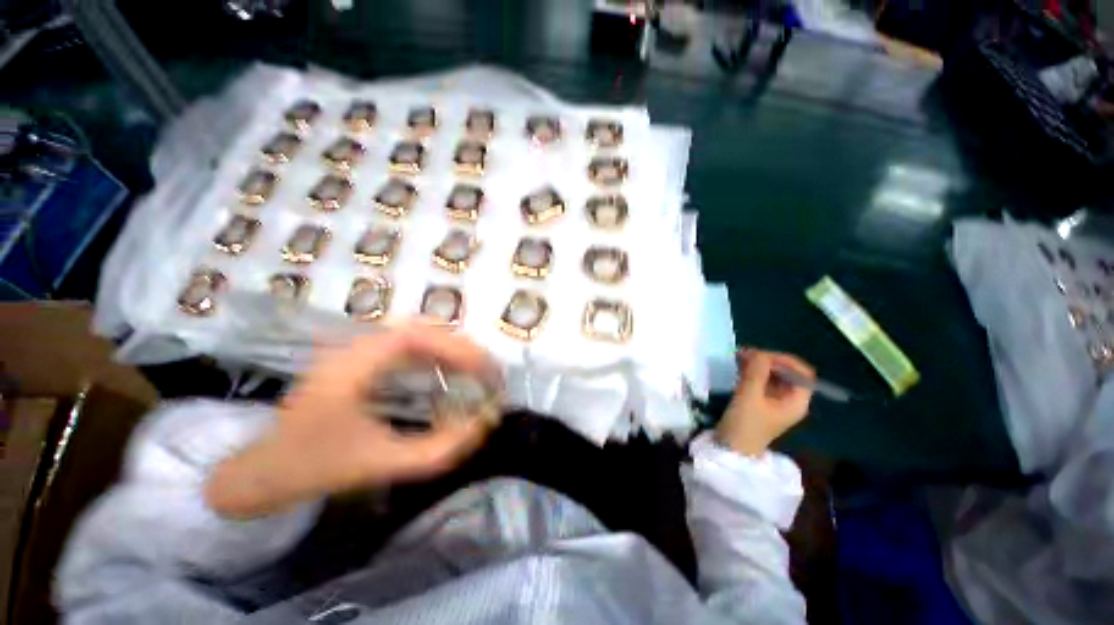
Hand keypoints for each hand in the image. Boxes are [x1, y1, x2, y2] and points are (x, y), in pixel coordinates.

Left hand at [206, 326, 497, 518]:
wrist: (264, 469)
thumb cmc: (317, 466)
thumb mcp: (382, 464)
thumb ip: (437, 450)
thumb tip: (483, 424)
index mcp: (354, 365)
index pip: (418, 337)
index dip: (459, 348)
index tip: (486, 370)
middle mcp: (357, 345)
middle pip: (422, 327)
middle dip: (462, 346)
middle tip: (487, 370)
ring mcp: (357, 348)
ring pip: (417, 331)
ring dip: (451, 346)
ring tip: (475, 369)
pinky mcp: (361, 356)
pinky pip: (408, 343)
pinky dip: (436, 351)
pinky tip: (447, 370)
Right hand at [715, 349, 814, 456]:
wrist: (730, 450)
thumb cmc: (744, 426)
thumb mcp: (749, 397)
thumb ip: (756, 373)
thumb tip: (758, 352)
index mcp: (796, 401)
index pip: (802, 372)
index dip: (784, 360)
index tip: (761, 356)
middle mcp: (789, 399)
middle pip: (787, 371)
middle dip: (768, 360)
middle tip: (744, 354)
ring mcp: (774, 400)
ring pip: (772, 374)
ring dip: (758, 364)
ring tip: (738, 357)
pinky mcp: (760, 401)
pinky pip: (761, 379)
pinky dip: (752, 371)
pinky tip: (738, 367)